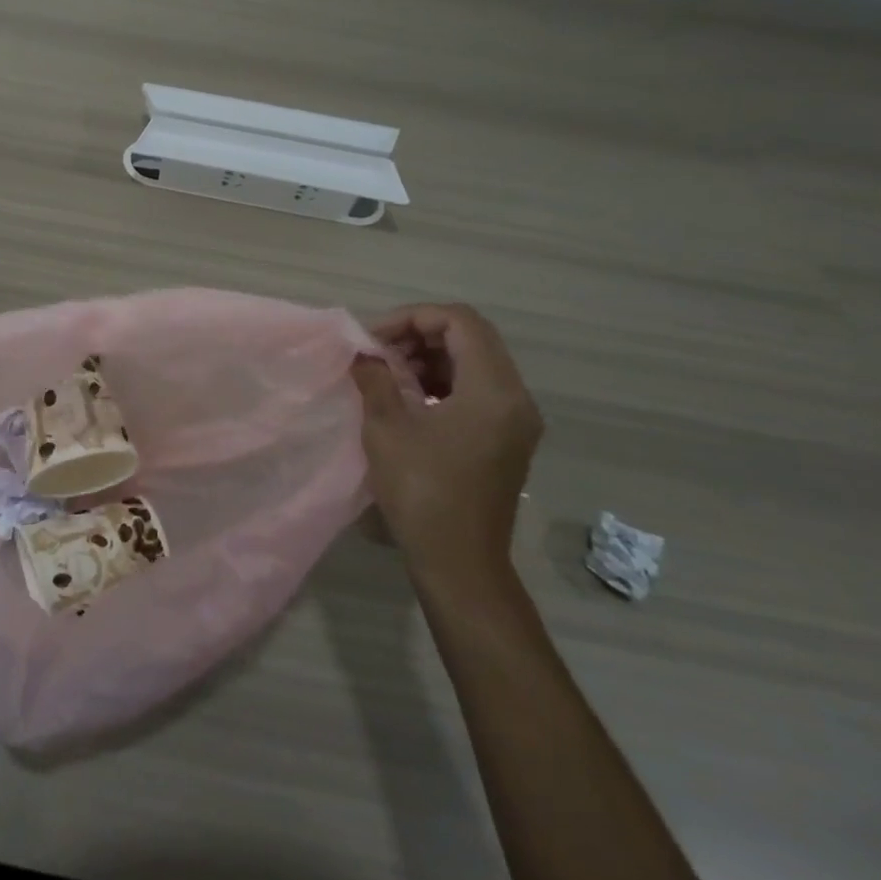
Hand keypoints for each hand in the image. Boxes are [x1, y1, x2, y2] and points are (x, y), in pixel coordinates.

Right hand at [352, 303, 543, 591]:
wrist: (459, 562)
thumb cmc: (422, 491)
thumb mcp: (386, 427)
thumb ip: (375, 378)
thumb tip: (364, 355)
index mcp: (493, 390)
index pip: (460, 321)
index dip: (412, 317)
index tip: (374, 339)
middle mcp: (515, 398)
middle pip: (471, 337)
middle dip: (419, 334)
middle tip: (378, 353)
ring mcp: (516, 420)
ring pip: (475, 362)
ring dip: (430, 357)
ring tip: (388, 374)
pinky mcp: (507, 439)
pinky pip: (477, 389)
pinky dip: (442, 381)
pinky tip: (409, 399)